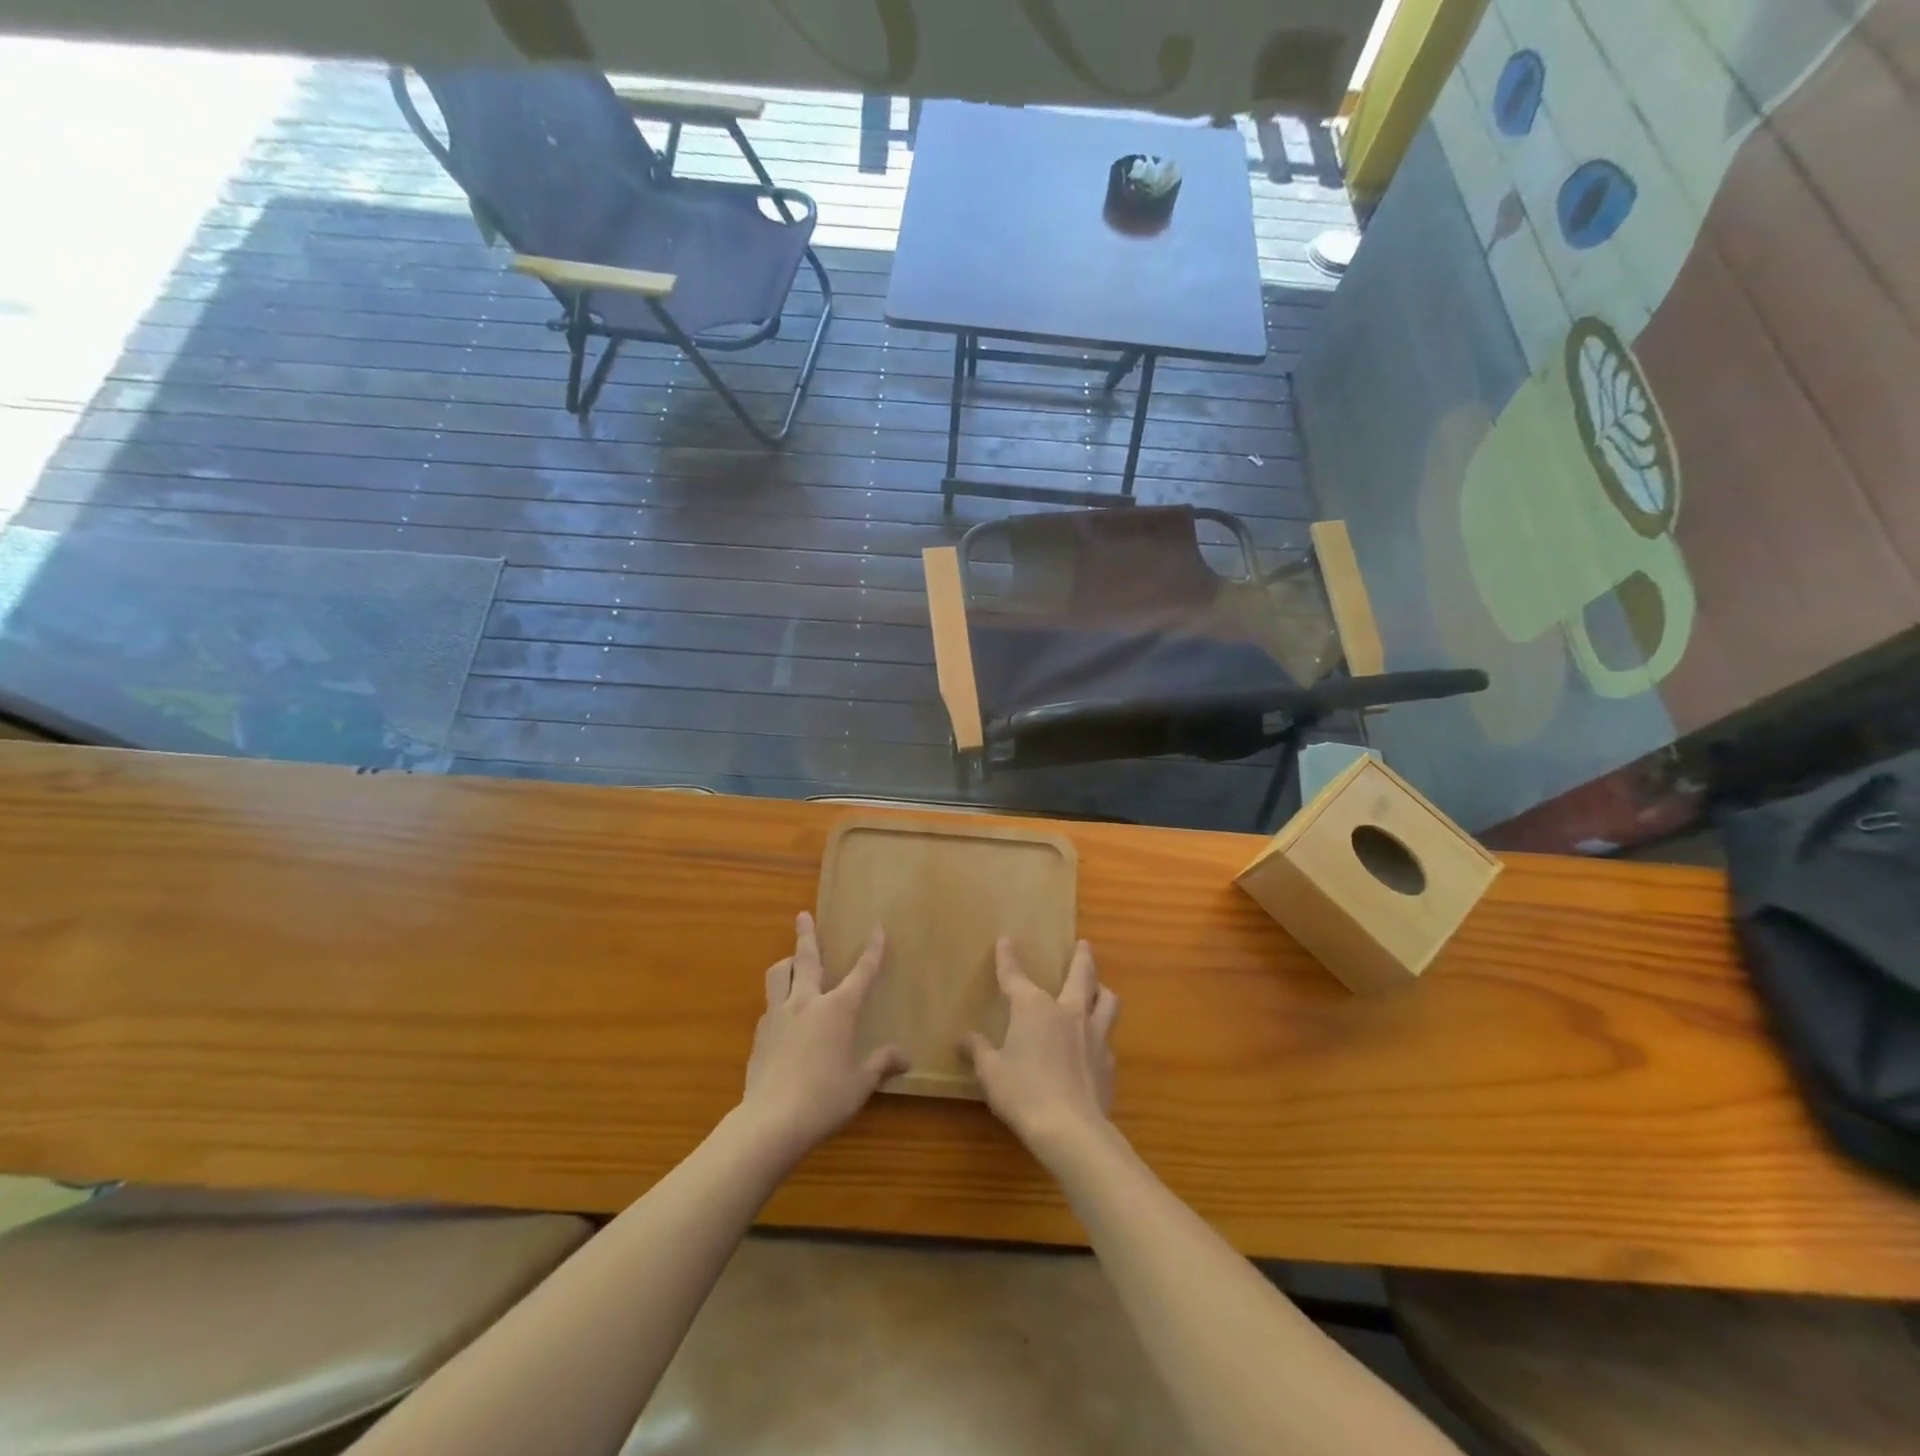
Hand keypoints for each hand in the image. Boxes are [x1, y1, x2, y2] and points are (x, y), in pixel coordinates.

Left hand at [741, 912, 907, 1157]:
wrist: (770, 1122)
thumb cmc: (823, 1100)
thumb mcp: (860, 1084)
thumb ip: (881, 1064)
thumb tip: (906, 1057)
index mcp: (837, 1010)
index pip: (861, 972)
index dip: (872, 950)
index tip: (877, 928)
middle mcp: (806, 1002)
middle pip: (806, 958)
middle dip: (807, 934)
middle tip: (802, 915)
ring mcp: (779, 1015)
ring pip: (779, 974)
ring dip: (786, 962)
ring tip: (790, 960)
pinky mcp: (760, 1033)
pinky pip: (770, 1004)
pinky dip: (778, 998)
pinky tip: (783, 1014)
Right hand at [962, 939, 1118, 1162]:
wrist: (1071, 1129)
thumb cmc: (1023, 1093)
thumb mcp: (991, 1072)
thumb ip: (978, 1051)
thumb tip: (963, 1038)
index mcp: (1033, 1008)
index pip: (1015, 976)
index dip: (1007, 958)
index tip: (1005, 940)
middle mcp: (1067, 1012)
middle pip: (1080, 975)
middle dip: (1081, 957)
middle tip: (1084, 944)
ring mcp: (1093, 1035)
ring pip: (1106, 1001)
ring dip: (1102, 990)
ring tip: (1101, 988)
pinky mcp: (1108, 1061)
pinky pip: (1108, 1039)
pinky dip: (1102, 1035)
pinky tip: (1097, 1046)